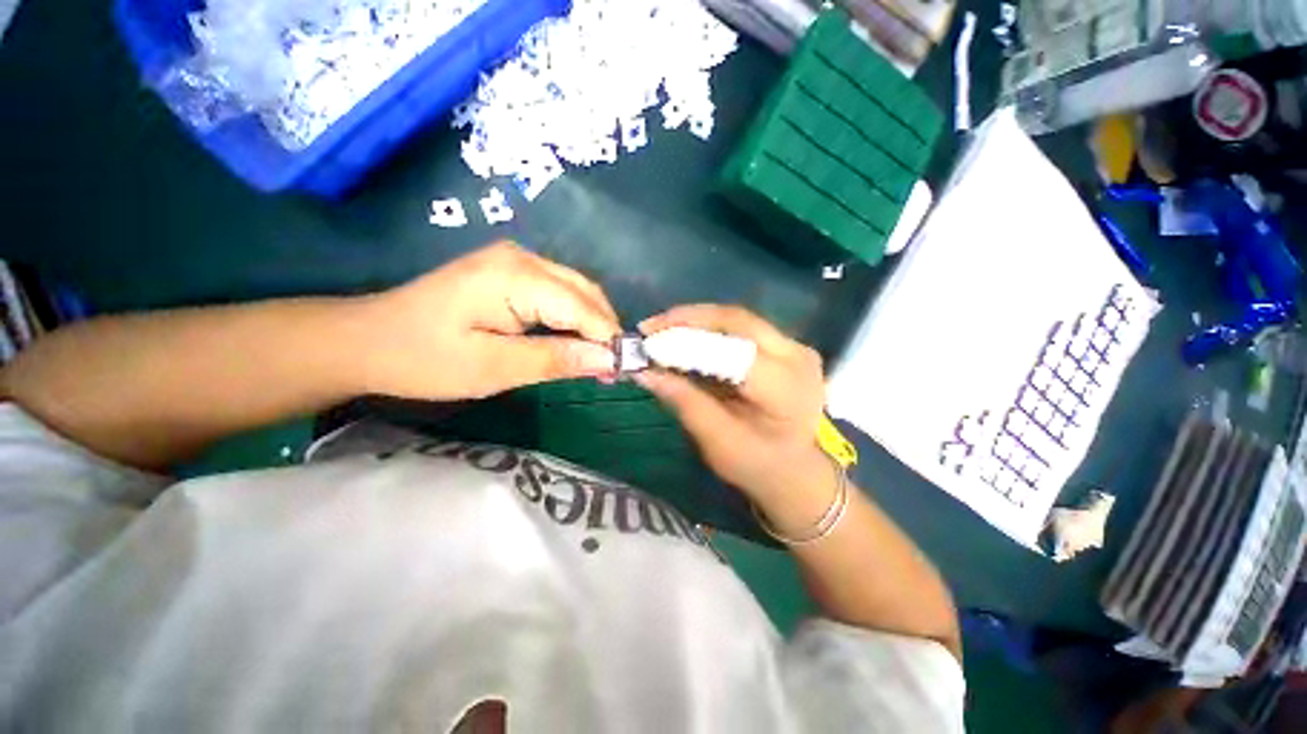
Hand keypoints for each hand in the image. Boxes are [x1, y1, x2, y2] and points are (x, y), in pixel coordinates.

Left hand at [357, 242, 620, 399]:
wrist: (366, 340)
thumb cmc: (423, 358)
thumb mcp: (493, 368)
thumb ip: (555, 359)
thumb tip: (609, 361)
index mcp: (517, 276)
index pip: (583, 307)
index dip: (609, 339)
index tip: (625, 372)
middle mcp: (523, 258)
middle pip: (586, 293)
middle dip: (605, 331)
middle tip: (612, 371)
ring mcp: (516, 261)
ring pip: (576, 292)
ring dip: (592, 326)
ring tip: (598, 362)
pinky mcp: (510, 273)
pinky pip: (558, 294)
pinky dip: (573, 320)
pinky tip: (574, 342)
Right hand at [635, 305, 828, 501]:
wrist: (795, 469)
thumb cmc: (756, 464)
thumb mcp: (716, 441)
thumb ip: (684, 402)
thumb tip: (644, 371)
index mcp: (784, 388)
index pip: (731, 351)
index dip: (687, 343)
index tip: (647, 344)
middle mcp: (796, 356)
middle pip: (735, 321)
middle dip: (687, 320)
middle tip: (648, 328)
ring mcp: (794, 346)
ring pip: (736, 319)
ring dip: (695, 320)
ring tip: (659, 330)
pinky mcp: (785, 344)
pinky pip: (740, 327)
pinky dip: (708, 328)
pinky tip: (684, 336)